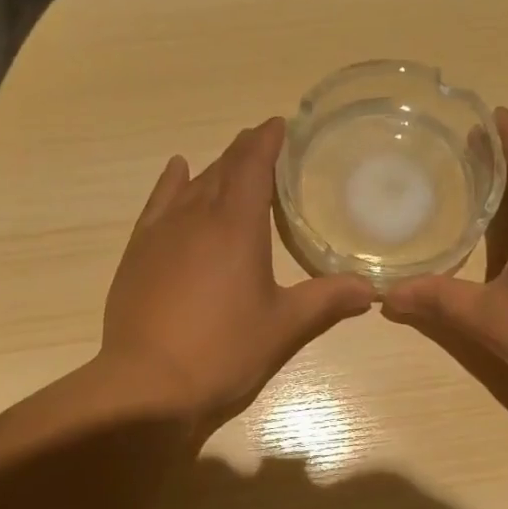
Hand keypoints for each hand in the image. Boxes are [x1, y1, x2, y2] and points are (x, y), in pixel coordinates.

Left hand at [101, 119, 373, 432]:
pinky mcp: (137, 254)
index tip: (280, 124)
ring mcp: (160, 233)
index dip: (267, 141)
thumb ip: (326, 301)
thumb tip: (370, 290)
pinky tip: (177, 173)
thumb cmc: (224, 351)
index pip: (253, 165)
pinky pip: (157, 204)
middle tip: (262, 144)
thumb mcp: (283, 327)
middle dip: (244, 152)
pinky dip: (170, 184)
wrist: (149, 384)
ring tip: (228, 161)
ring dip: (212, 169)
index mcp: (236, 225)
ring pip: (190, 185)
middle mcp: (195, 217)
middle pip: (222, 170)